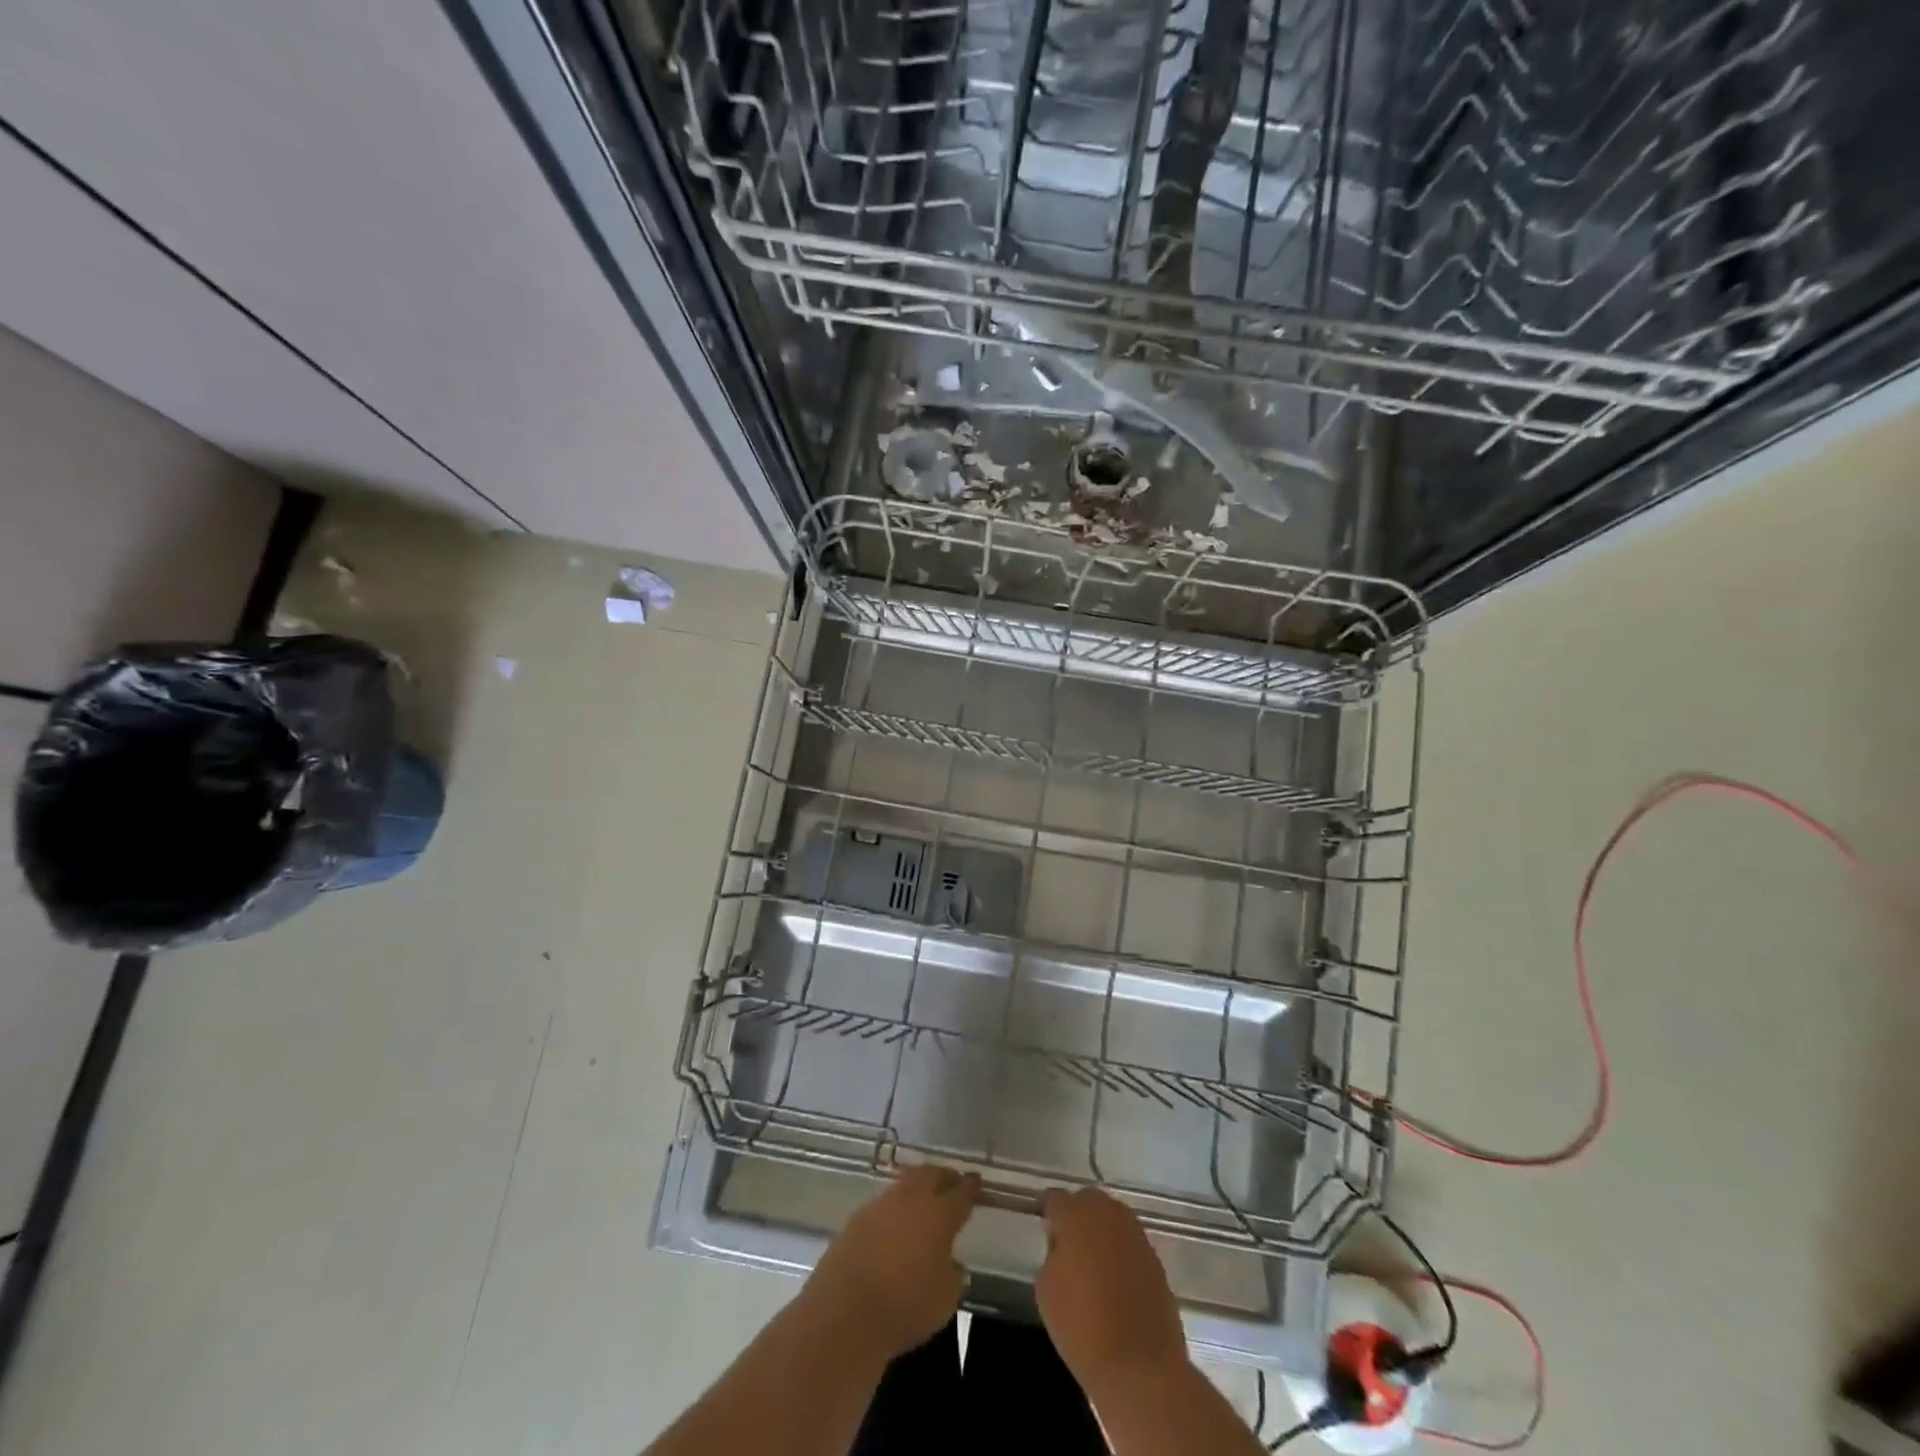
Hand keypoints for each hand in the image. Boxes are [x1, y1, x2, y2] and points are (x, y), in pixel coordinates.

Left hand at [804, 1164, 980, 1358]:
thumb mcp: (944, 1301)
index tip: (977, 1181)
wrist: (845, 1312)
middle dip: (944, 1176)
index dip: (971, 1187)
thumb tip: (952, 1264)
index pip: (961, 1193)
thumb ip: (953, 1276)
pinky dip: (896, 1205)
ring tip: (925, 1198)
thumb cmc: (904, 1307)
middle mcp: (911, 1200)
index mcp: (939, 1214)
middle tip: (952, 1182)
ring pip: (906, 1183)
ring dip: (918, 1186)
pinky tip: (896, 1221)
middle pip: (931, 1175)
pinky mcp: (857, 1218)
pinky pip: (884, 1202)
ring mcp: (881, 1205)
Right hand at [1036, 1188, 1187, 1398]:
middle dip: (1077, 1212)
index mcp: (1076, 1217)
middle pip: (1088, 1199)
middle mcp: (1107, 1214)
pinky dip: (1120, 1250)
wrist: (1139, 1366)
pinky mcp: (1155, 1258)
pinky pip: (1130, 1242)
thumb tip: (1064, 1246)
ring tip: (1092, 1257)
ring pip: (1112, 1217)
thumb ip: (1052, 1254)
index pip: (1056, 1198)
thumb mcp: (1046, 1289)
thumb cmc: (1082, 1327)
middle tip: (1068, 1239)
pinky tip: (1114, 1277)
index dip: (1047, 1207)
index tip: (1042, 1217)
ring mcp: (1135, 1234)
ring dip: (1101, 1229)